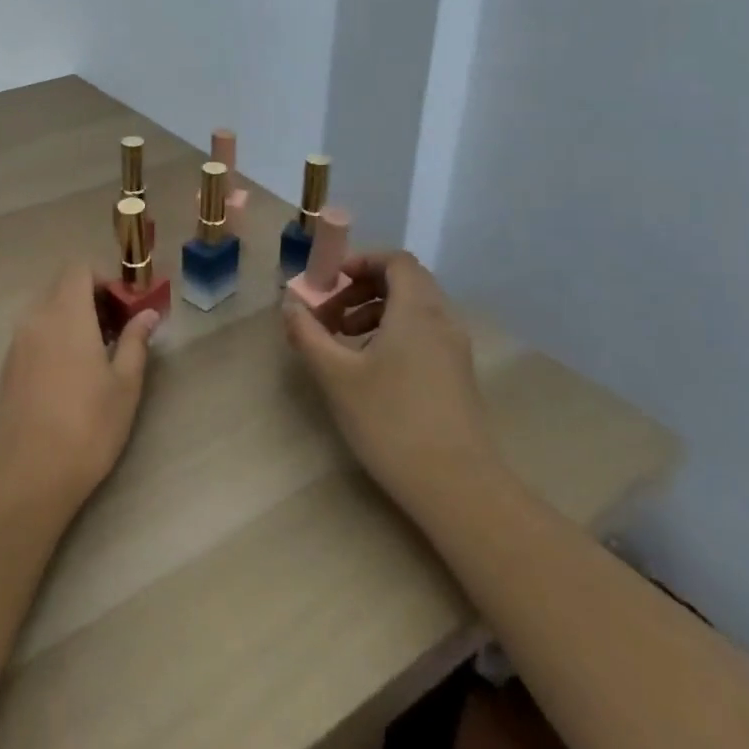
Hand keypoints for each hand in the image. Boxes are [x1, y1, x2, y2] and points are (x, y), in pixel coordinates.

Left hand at [0, 262, 156, 515]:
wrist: (30, 471)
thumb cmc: (88, 424)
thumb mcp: (125, 384)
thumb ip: (135, 342)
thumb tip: (148, 315)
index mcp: (66, 313)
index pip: (78, 269)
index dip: (103, 280)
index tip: (123, 308)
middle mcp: (36, 318)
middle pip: (61, 287)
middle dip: (89, 299)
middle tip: (115, 332)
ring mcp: (17, 342)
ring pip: (46, 311)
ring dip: (71, 319)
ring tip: (95, 356)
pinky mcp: (8, 366)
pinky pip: (33, 334)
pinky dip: (53, 338)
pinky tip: (70, 375)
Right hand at [283, 251, 497, 516]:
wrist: (458, 487)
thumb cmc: (391, 421)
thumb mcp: (336, 375)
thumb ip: (308, 334)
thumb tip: (290, 305)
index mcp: (417, 310)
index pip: (395, 261)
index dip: (360, 261)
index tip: (328, 282)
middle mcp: (442, 320)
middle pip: (405, 281)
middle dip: (362, 287)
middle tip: (330, 312)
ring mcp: (454, 349)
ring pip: (414, 309)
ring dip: (375, 311)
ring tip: (343, 339)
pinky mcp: (457, 375)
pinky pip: (423, 333)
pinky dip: (393, 333)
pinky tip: (369, 367)